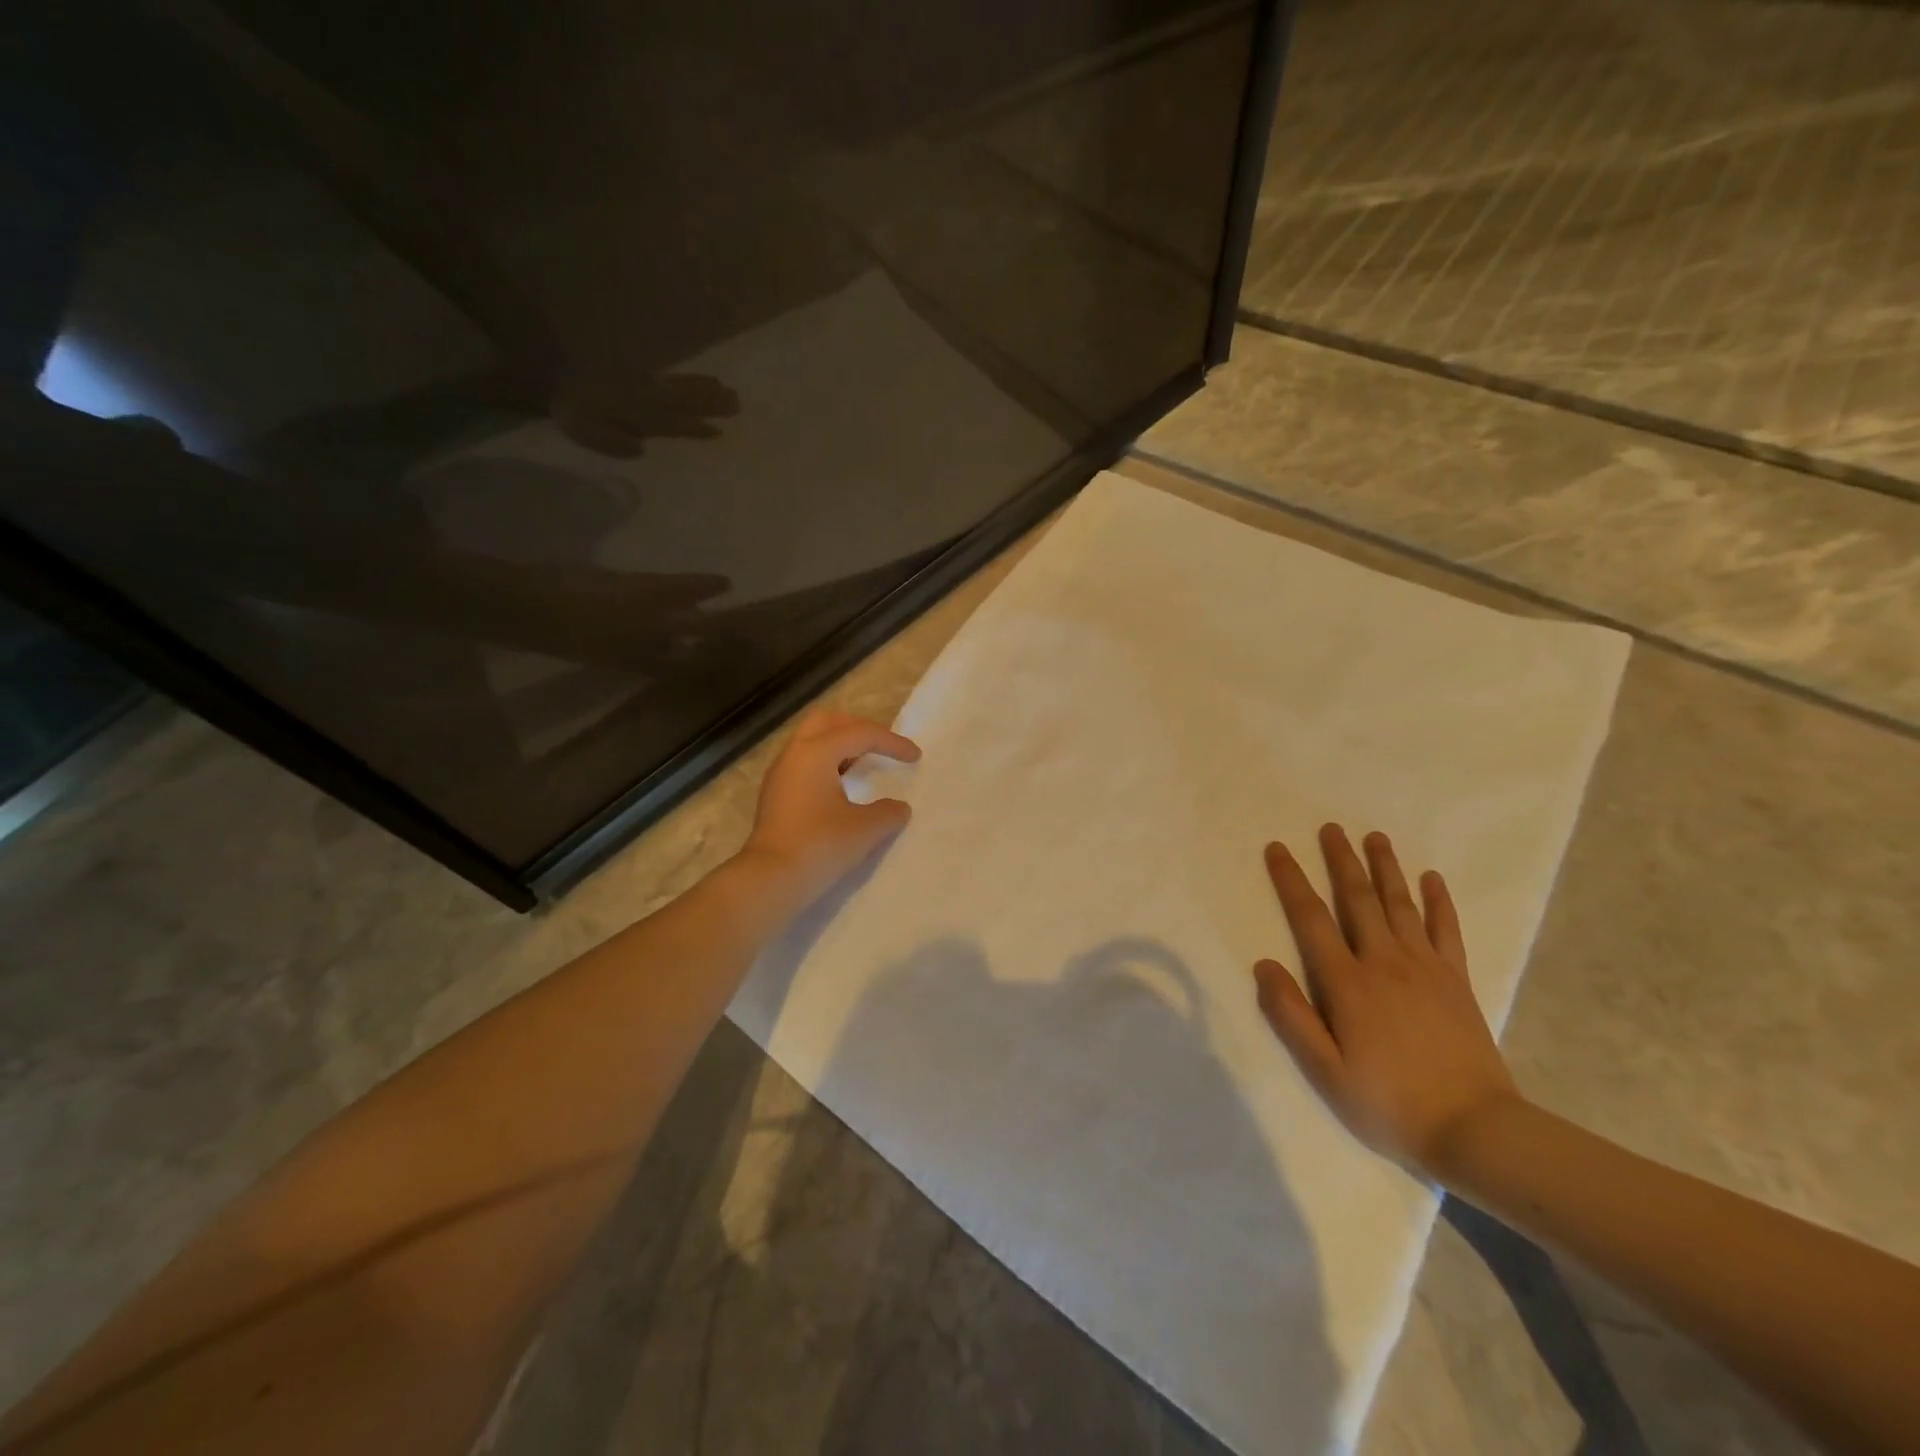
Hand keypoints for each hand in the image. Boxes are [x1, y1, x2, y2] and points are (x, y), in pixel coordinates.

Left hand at [737, 709, 920, 907]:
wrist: (771, 879)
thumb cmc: (820, 846)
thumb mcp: (865, 829)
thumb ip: (888, 812)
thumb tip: (898, 808)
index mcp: (816, 752)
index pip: (860, 734)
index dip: (892, 742)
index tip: (915, 757)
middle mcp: (794, 753)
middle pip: (828, 721)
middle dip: (859, 728)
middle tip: (882, 745)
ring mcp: (780, 773)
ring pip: (812, 740)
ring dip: (841, 745)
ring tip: (865, 764)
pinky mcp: (775, 793)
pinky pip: (805, 761)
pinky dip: (828, 763)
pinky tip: (843, 787)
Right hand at [1254, 824, 1520, 1178]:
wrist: (1476, 1130)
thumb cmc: (1389, 1103)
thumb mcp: (1325, 1071)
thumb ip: (1291, 1015)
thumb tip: (1263, 964)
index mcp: (1348, 983)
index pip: (1311, 919)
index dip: (1291, 881)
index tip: (1278, 849)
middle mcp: (1385, 963)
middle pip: (1358, 900)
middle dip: (1341, 861)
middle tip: (1330, 828)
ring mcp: (1426, 969)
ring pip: (1400, 905)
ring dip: (1385, 868)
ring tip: (1375, 837)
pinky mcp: (1457, 981)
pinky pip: (1447, 930)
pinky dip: (1439, 901)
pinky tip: (1432, 878)